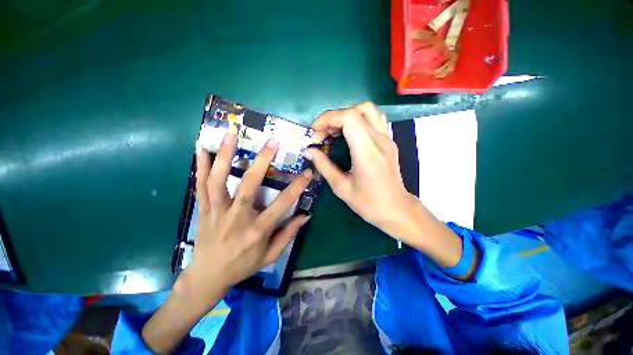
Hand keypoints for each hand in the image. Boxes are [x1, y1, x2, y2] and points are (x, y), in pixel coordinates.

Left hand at [186, 132, 311, 301]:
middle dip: (262, 161)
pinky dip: (201, 166)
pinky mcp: (203, 210)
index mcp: (257, 230)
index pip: (282, 205)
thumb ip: (288, 234)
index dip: (297, 187)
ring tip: (231, 134)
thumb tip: (306, 215)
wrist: (208, 277)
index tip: (307, 173)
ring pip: (219, 180)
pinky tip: (201, 148)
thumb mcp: (271, 255)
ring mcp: (217, 212)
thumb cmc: (243, 266)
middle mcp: (236, 218)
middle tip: (272, 142)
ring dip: (225, 155)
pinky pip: (201, 185)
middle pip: (249, 185)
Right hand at [305, 102, 414, 234]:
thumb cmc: (368, 203)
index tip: (315, 132)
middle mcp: (379, 140)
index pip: (348, 117)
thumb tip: (309, 151)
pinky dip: (358, 120)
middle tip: (322, 135)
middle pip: (356, 111)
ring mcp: (387, 139)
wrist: (396, 209)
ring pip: (368, 110)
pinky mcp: (389, 142)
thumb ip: (323, 165)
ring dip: (347, 116)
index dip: (328, 119)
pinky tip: (350, 135)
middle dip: (333, 119)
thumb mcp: (341, 187)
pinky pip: (374, 119)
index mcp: (367, 151)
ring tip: (335, 132)